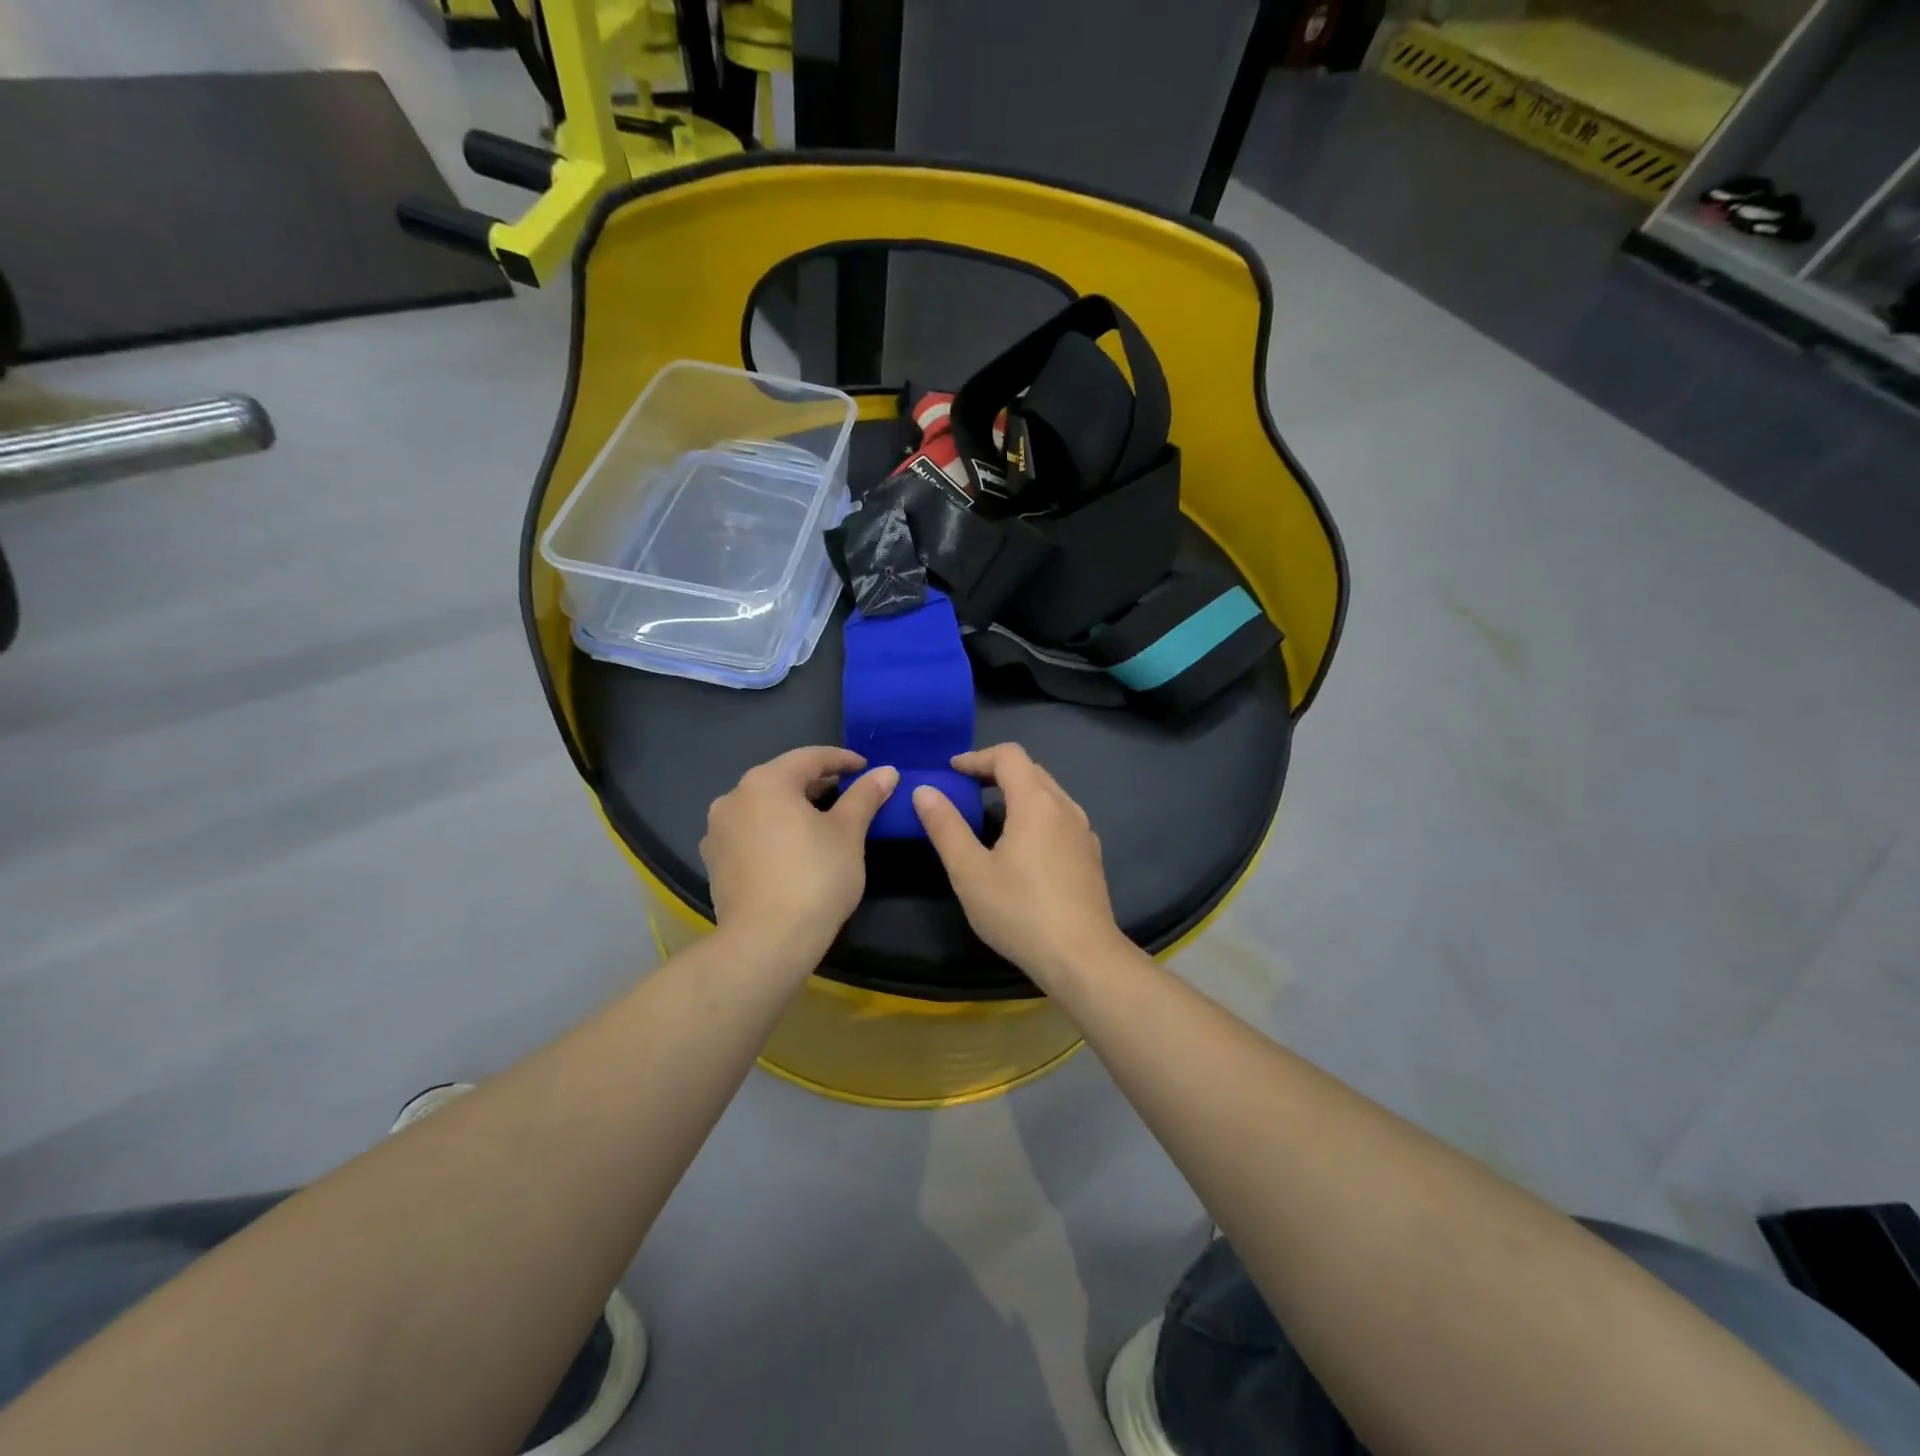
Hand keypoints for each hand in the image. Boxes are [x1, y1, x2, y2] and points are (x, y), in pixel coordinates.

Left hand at [701, 748, 896, 966]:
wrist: (766, 942)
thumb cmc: (814, 877)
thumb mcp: (849, 833)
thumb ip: (866, 796)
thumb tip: (887, 771)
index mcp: (765, 782)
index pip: (810, 758)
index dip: (842, 760)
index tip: (866, 767)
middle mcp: (734, 798)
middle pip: (783, 779)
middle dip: (817, 783)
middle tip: (849, 793)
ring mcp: (718, 831)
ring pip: (764, 806)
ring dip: (794, 807)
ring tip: (824, 821)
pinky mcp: (715, 861)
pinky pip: (750, 832)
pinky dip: (774, 830)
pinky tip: (794, 848)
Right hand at [911, 743, 1126, 987]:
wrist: (1082, 957)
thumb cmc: (1020, 911)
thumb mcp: (970, 872)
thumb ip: (946, 827)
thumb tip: (925, 791)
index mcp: (1037, 802)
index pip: (1009, 755)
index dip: (977, 757)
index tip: (951, 772)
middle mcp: (1065, 807)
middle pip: (1031, 770)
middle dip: (995, 771)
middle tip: (964, 789)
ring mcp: (1083, 832)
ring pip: (1049, 794)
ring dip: (1018, 792)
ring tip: (989, 814)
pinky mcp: (1090, 856)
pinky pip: (1060, 818)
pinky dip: (1035, 814)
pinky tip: (1022, 846)